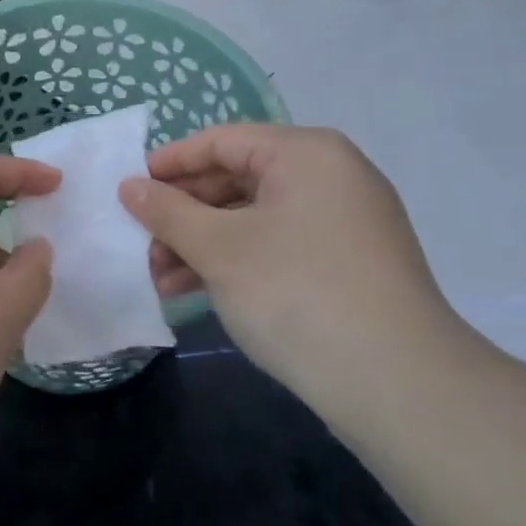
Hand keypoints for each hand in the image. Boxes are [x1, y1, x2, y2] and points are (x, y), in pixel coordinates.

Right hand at [118, 124, 455, 394]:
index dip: (170, 163)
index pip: (222, 141)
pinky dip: (237, 261)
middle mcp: (330, 175)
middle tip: (141, 242)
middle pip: (238, 179)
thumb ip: (168, 212)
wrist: (397, 384)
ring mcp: (343, 221)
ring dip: (202, 243)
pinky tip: (195, 292)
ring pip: (255, 218)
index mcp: (305, 153)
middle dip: (183, 213)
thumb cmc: (297, 293)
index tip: (128, 189)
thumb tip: (130, 186)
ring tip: (158, 277)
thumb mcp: (220, 249)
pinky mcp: (348, 263)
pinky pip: (278, 245)